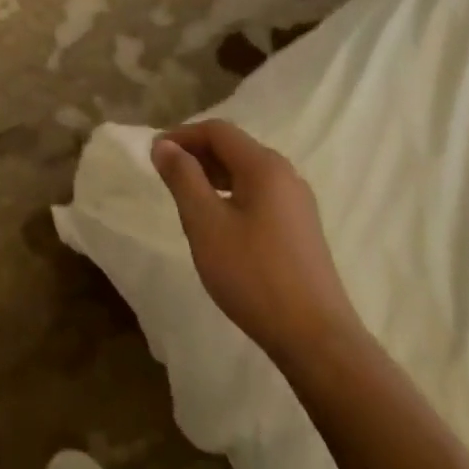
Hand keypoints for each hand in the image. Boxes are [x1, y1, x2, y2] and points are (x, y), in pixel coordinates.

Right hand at [152, 120, 360, 366]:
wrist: (315, 337)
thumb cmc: (253, 274)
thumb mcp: (206, 224)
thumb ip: (183, 178)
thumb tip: (164, 145)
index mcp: (264, 166)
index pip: (218, 131)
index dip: (182, 135)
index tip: (153, 154)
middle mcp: (286, 175)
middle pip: (234, 148)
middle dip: (196, 154)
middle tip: (165, 176)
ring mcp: (298, 202)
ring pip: (247, 172)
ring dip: (213, 175)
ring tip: (186, 198)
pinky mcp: (301, 228)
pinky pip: (259, 194)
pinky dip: (231, 195)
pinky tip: (218, 223)